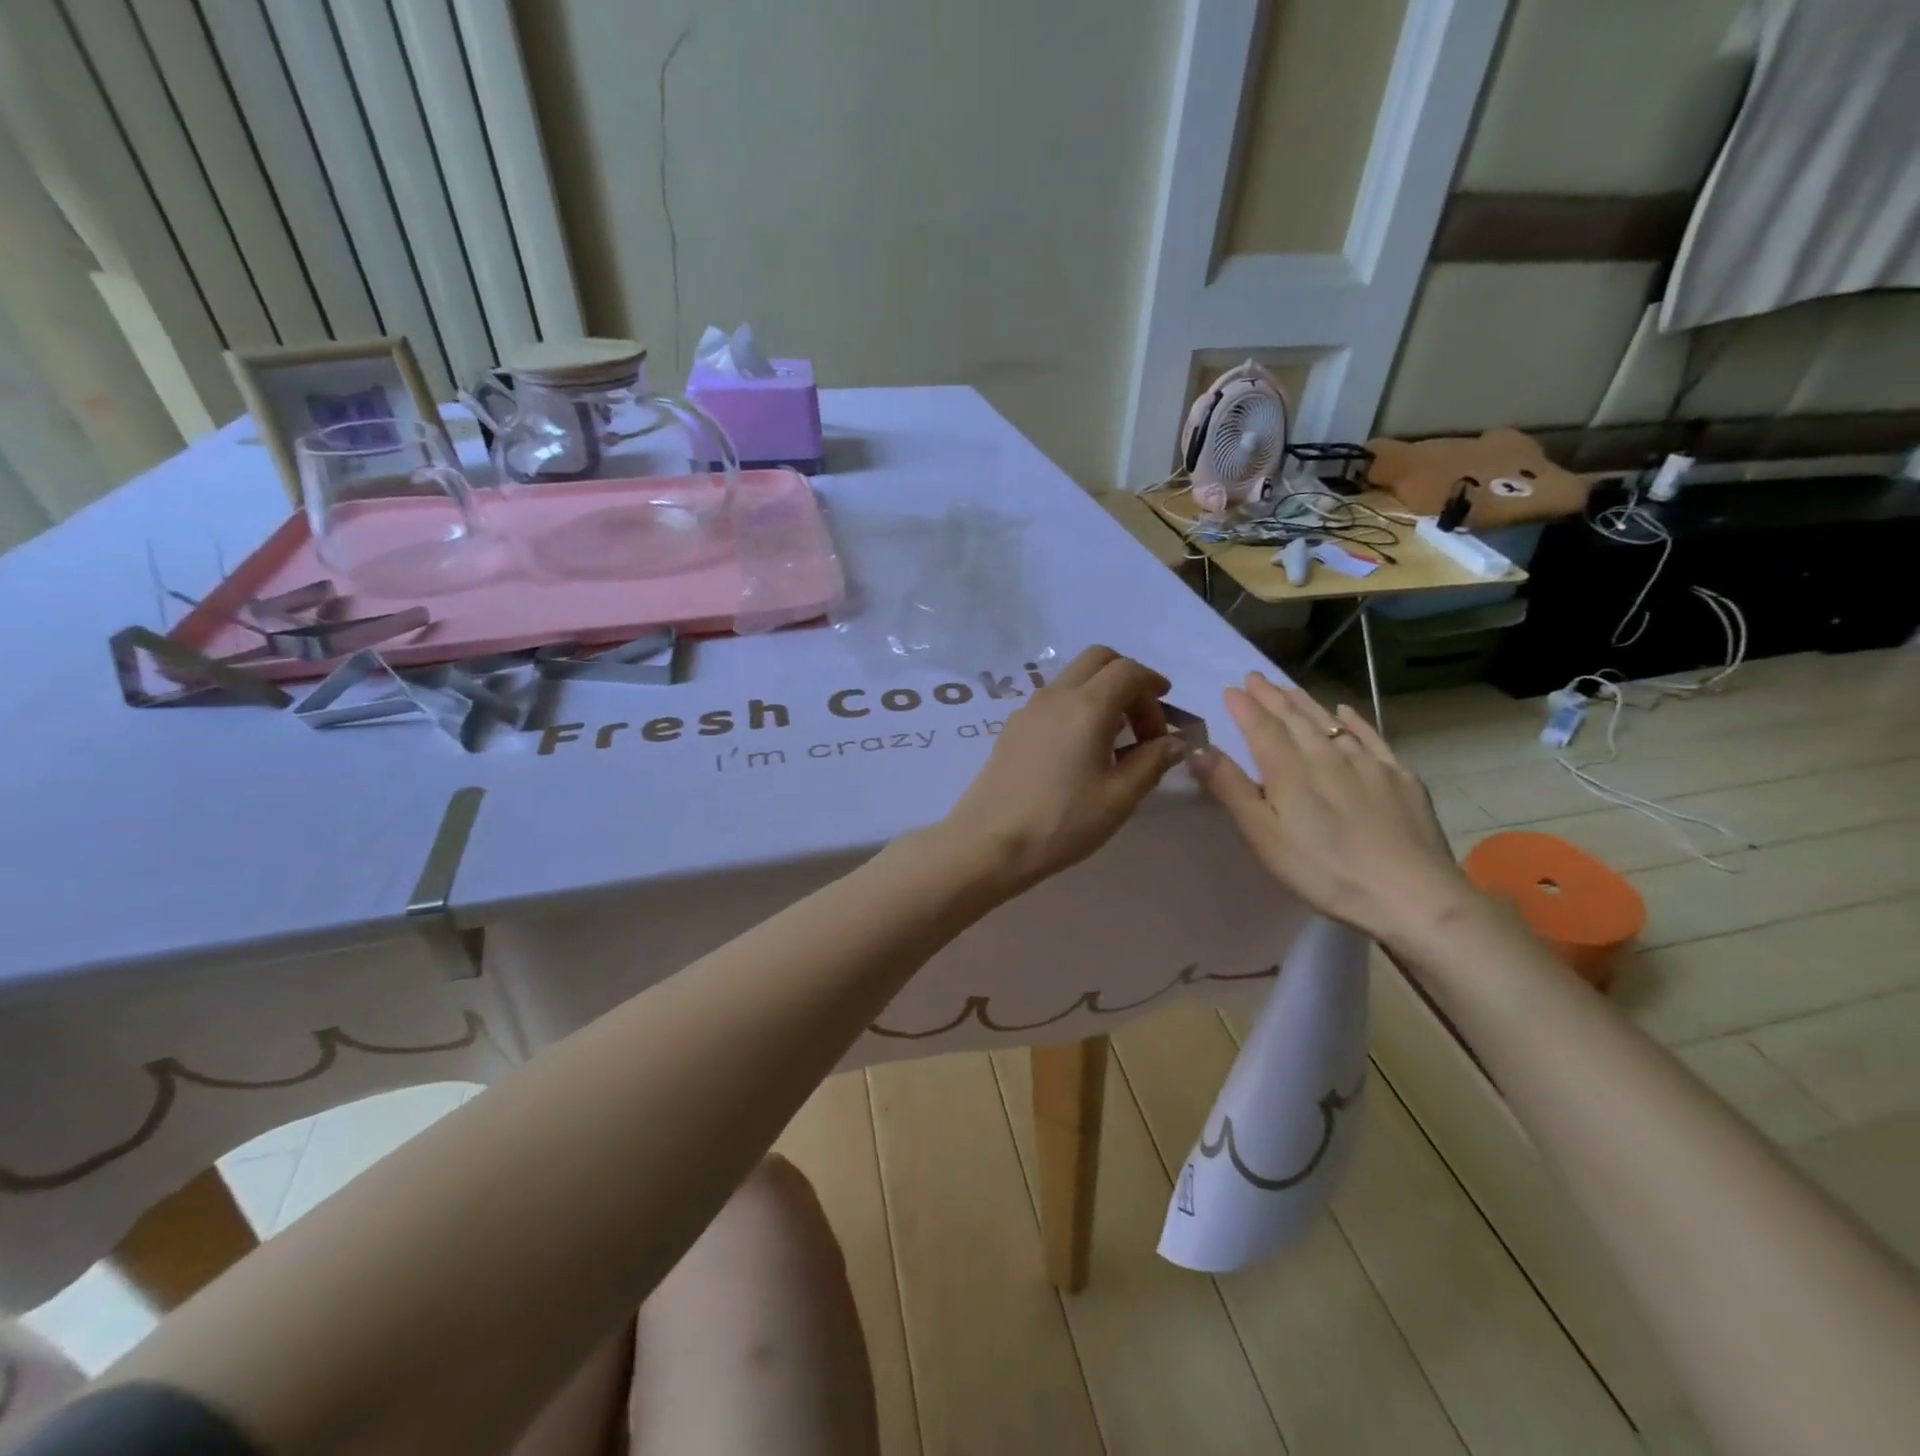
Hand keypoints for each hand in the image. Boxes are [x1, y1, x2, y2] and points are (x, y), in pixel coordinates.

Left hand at [938, 646, 1186, 896]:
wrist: (991, 842)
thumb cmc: (1061, 822)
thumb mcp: (1118, 798)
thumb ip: (1151, 763)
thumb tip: (1174, 742)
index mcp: (1086, 707)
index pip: (1128, 671)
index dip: (1153, 688)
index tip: (1165, 722)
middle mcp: (1056, 696)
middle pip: (1098, 659)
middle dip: (1128, 680)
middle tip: (1143, 721)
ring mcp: (1029, 709)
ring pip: (1073, 677)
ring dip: (1101, 692)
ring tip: (1115, 739)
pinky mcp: (1013, 727)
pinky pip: (1053, 699)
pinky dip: (1077, 706)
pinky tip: (1081, 748)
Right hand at [1190, 673, 1472, 942]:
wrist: (1412, 895)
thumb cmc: (1324, 872)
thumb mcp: (1264, 836)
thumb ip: (1231, 789)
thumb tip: (1198, 749)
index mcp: (1289, 771)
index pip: (1261, 727)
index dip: (1244, 707)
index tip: (1230, 688)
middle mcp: (1327, 755)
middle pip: (1294, 718)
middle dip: (1271, 696)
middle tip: (1255, 677)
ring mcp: (1368, 764)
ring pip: (1329, 722)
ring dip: (1305, 702)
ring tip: (1288, 688)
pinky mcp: (1400, 778)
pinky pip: (1370, 737)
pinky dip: (1354, 721)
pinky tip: (1345, 711)